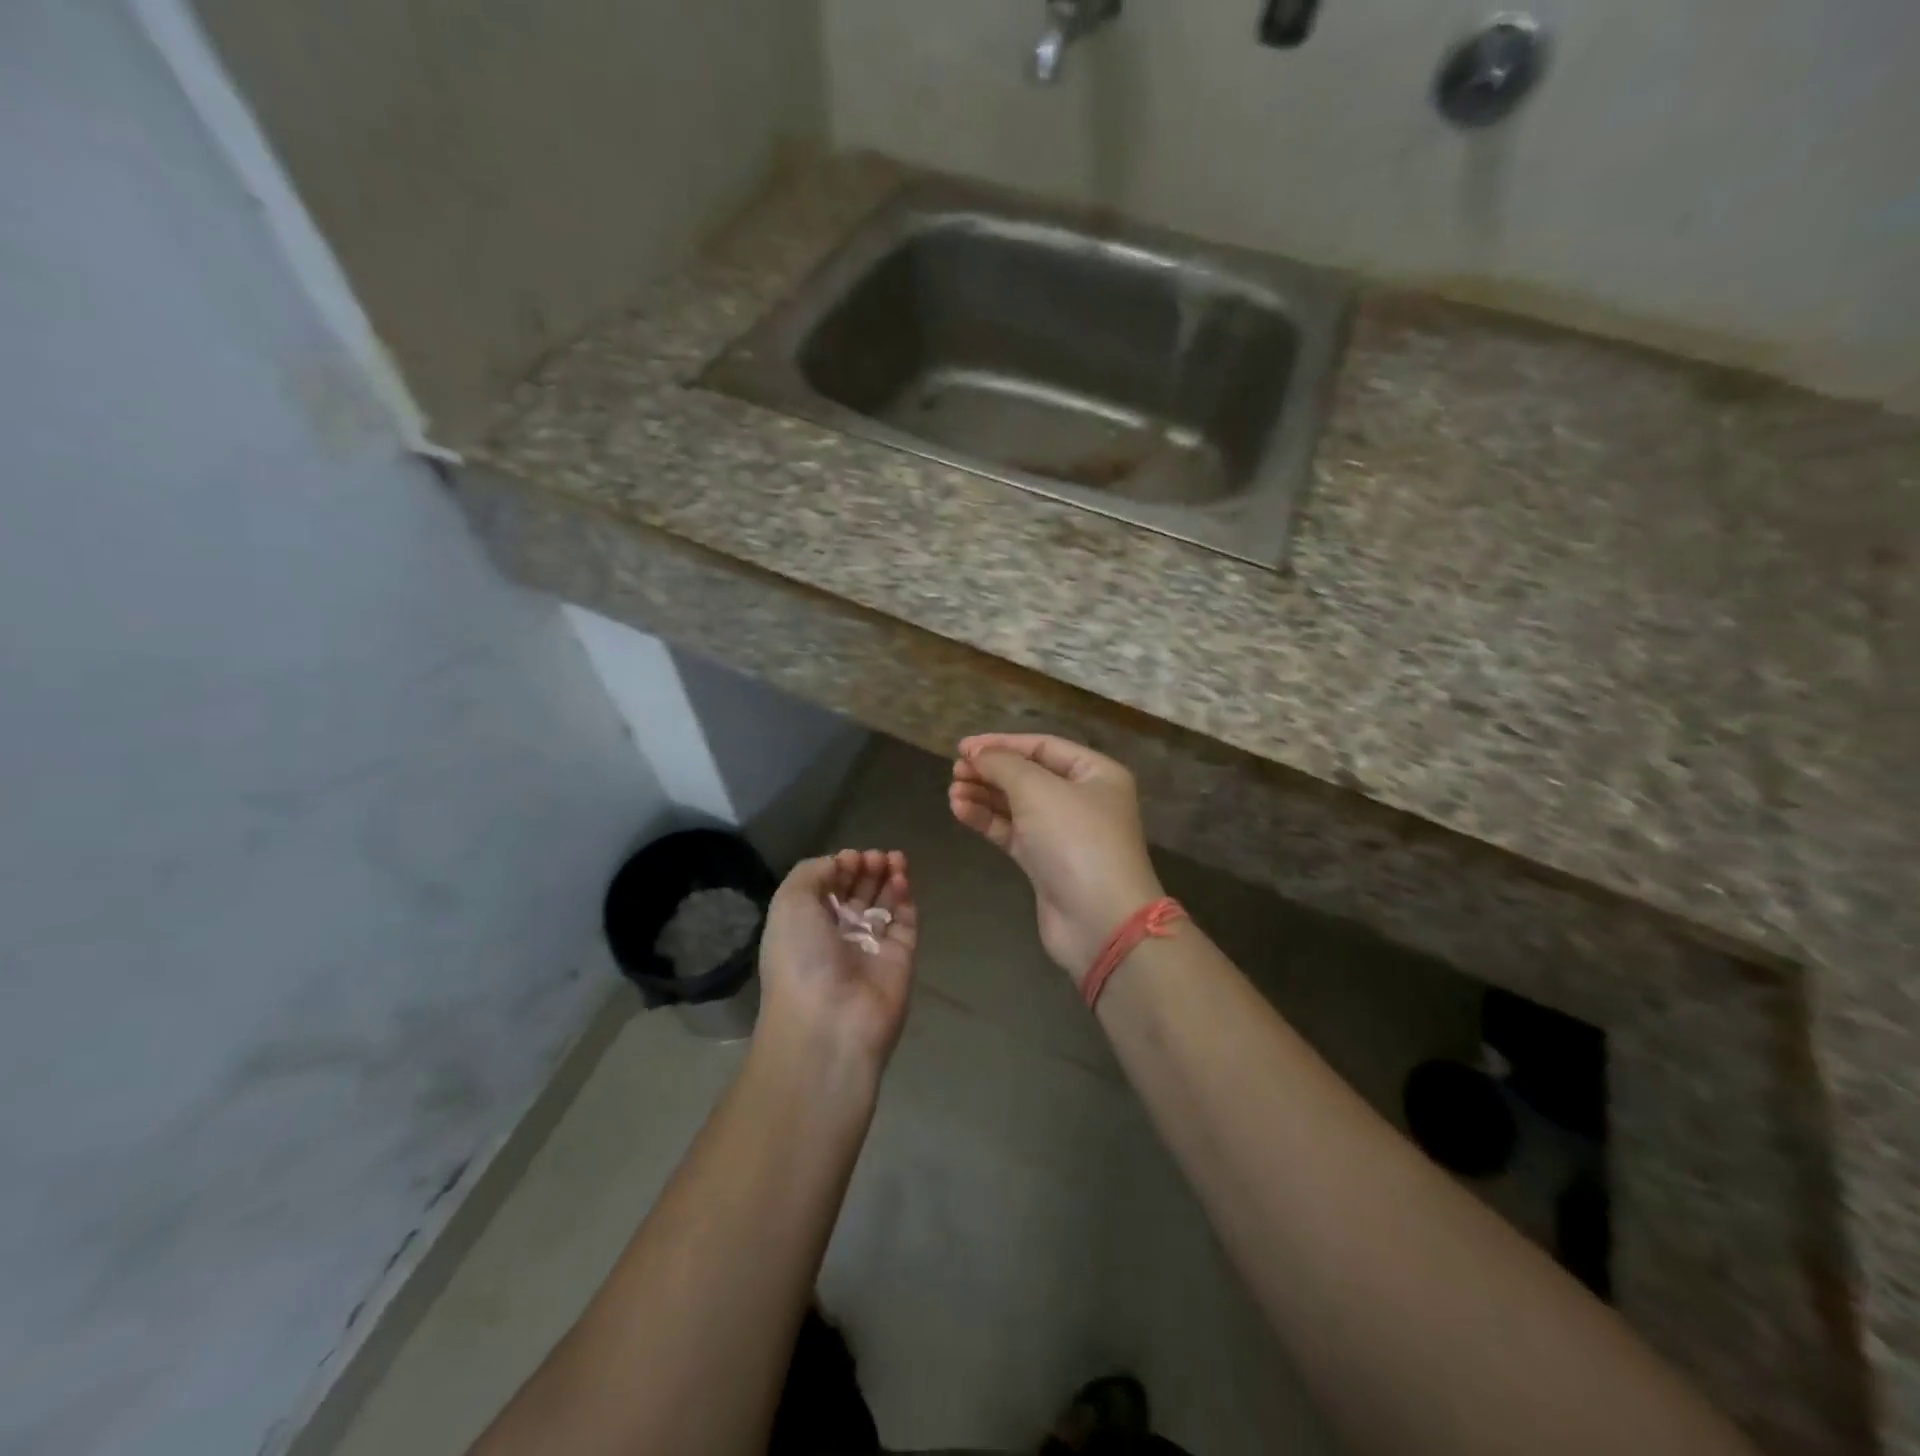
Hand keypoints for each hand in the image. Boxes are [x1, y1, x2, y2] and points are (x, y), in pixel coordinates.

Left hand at [757, 850, 917, 1071]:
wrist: (830, 1022)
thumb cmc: (801, 958)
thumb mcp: (789, 903)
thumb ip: (812, 872)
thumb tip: (839, 863)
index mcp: (805, 927)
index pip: (827, 889)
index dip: (840, 868)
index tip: (852, 857)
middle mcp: (837, 937)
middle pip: (857, 894)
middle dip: (867, 869)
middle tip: (877, 857)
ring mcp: (870, 949)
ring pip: (884, 905)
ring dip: (889, 877)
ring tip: (895, 858)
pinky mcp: (900, 959)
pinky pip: (905, 923)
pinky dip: (906, 899)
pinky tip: (902, 879)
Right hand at [948, 734, 1163, 985]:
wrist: (1099, 921)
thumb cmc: (1076, 840)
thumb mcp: (1038, 790)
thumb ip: (1003, 765)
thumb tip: (977, 753)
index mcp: (1096, 773)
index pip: (1043, 746)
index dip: (1002, 744)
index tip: (963, 747)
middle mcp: (1083, 799)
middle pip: (1029, 775)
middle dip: (991, 771)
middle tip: (955, 770)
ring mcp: (1064, 834)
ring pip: (1016, 805)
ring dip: (984, 796)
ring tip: (952, 792)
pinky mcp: (1045, 863)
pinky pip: (1011, 832)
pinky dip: (987, 820)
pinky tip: (960, 810)